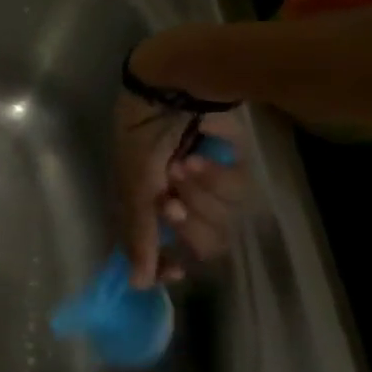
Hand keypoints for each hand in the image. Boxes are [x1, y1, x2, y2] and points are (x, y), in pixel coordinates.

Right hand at [116, 95, 247, 287]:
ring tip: (186, 163)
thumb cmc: (142, 137)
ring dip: (201, 191)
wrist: (173, 87)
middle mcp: (178, 204)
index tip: (176, 270)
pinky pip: (238, 193)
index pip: (159, 254)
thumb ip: (138, 234)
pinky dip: (219, 173)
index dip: (166, 264)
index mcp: (145, 210)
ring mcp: (206, 189)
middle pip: (197, 240)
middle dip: (187, 217)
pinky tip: (205, 155)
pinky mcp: (231, 171)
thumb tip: (137, 284)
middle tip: (173, 199)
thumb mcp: (133, 185)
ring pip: (221, 218)